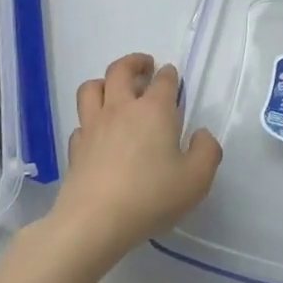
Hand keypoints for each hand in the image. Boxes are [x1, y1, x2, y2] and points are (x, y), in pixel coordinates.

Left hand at [47, 53, 222, 268]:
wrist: (95, 221)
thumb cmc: (151, 196)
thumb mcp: (196, 179)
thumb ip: (207, 152)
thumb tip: (201, 135)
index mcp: (154, 110)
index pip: (163, 80)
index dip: (170, 75)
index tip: (173, 77)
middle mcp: (121, 109)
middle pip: (120, 70)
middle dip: (134, 62)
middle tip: (145, 67)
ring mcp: (93, 126)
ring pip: (92, 88)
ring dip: (105, 82)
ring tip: (115, 89)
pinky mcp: (76, 147)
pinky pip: (81, 123)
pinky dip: (90, 121)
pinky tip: (98, 133)